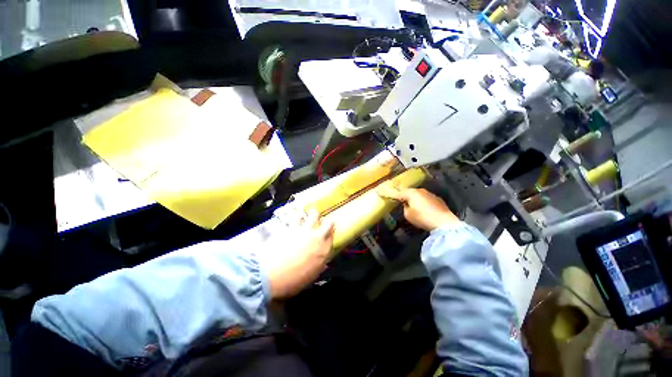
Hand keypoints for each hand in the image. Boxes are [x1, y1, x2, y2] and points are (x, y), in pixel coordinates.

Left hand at [263, 209, 334, 299]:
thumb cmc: (292, 281)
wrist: (270, 275)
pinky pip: (297, 216)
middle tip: (323, 223)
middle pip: (328, 224)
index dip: (331, 235)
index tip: (329, 234)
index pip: (333, 238)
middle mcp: (317, 237)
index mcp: (324, 251)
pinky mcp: (291, 227)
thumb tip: (322, 261)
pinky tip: (296, 215)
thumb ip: (318, 264)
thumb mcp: (310, 276)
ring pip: (313, 215)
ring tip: (310, 215)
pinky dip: (297, 215)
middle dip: (327, 222)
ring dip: (313, 215)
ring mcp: (304, 230)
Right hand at [378, 187, 457, 230]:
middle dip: (401, 195)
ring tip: (410, 204)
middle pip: (407, 192)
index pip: (396, 193)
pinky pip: (424, 198)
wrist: (444, 222)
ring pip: (416, 194)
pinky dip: (420, 201)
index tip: (379, 191)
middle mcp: (419, 190)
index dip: (387, 193)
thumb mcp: (408, 215)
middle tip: (396, 198)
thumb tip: (407, 205)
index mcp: (410, 194)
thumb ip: (405, 208)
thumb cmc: (423, 218)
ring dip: (412, 198)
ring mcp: (429, 193)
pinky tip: (422, 208)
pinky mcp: (436, 198)